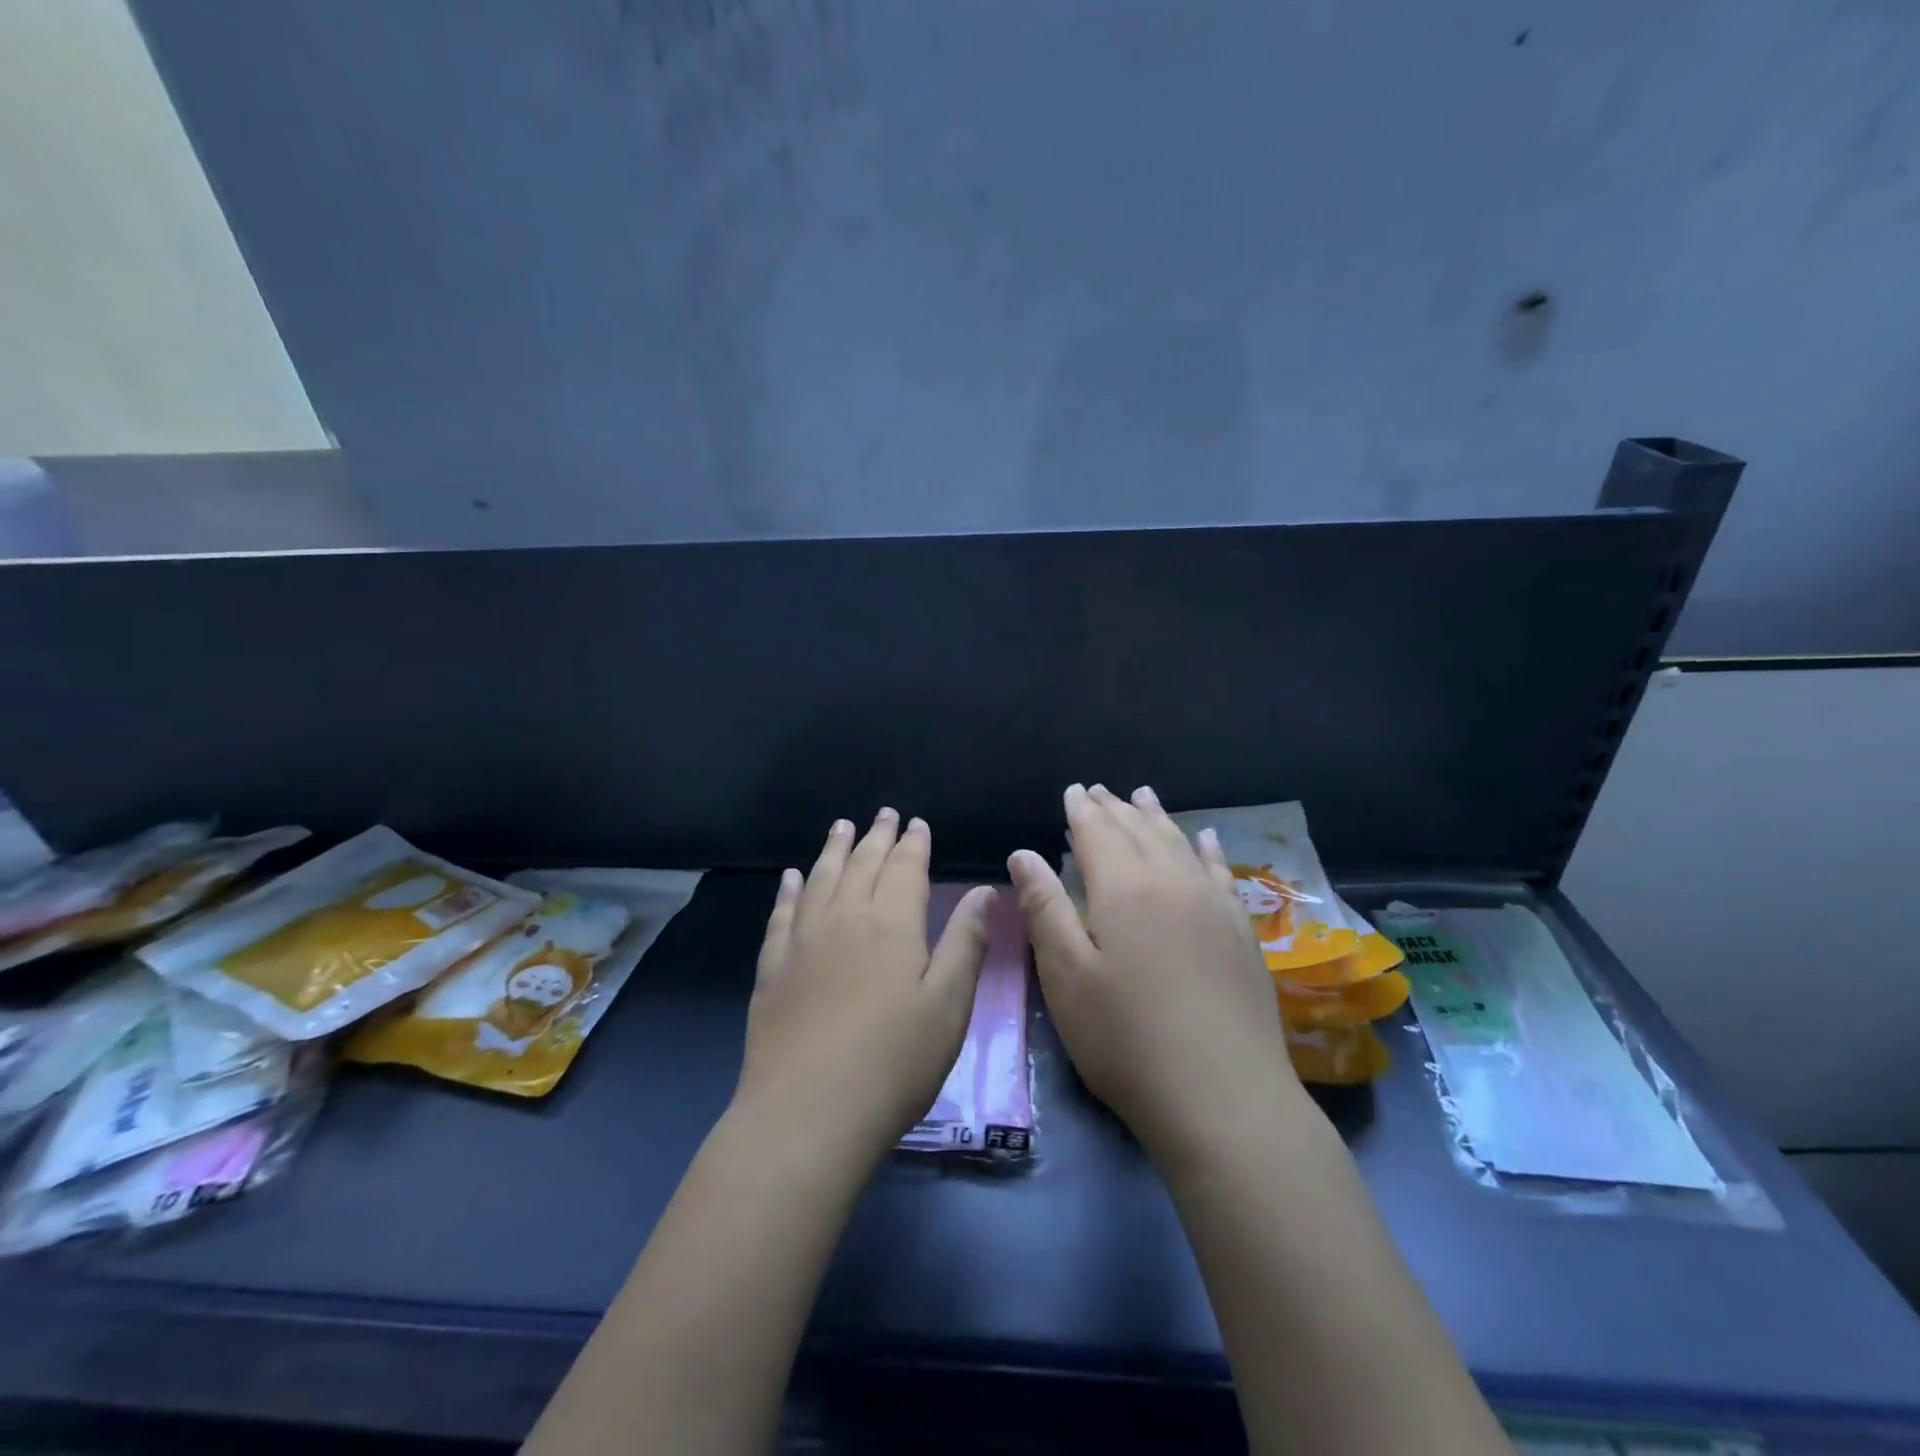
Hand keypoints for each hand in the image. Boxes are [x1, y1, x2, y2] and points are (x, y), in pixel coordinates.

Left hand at [734, 809, 994, 1170]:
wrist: (807, 1114)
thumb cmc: (894, 1062)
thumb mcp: (948, 1004)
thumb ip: (965, 942)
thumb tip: (984, 891)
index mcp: (891, 923)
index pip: (904, 868)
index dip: (912, 843)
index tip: (916, 823)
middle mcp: (844, 918)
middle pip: (861, 864)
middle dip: (876, 836)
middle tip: (883, 814)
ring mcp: (802, 941)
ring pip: (819, 879)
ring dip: (833, 850)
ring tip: (841, 827)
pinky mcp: (772, 969)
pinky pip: (782, 914)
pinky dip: (789, 890)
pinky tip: (791, 878)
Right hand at [1008, 784, 1304, 1169]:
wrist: (1223, 1096)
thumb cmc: (1125, 1038)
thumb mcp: (1066, 976)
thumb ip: (1044, 907)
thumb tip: (1023, 853)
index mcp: (1122, 888)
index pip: (1096, 832)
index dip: (1080, 810)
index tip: (1072, 790)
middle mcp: (1170, 881)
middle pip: (1138, 830)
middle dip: (1114, 808)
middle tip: (1098, 790)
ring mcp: (1212, 903)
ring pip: (1178, 842)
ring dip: (1156, 817)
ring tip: (1142, 795)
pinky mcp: (1241, 930)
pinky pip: (1221, 871)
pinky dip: (1208, 848)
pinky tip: (1206, 837)